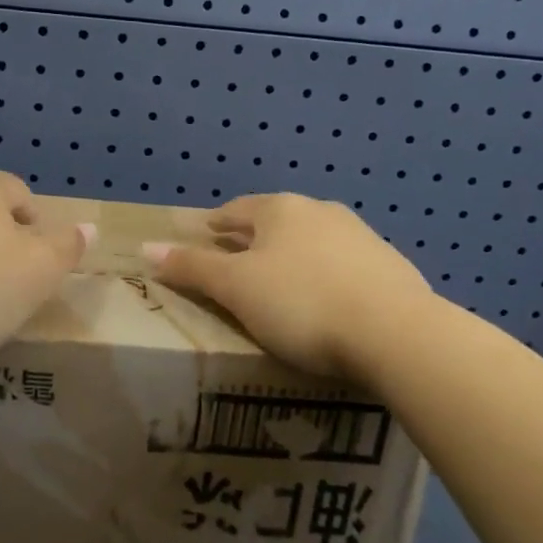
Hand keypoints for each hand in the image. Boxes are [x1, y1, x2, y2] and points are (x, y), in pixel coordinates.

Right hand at [145, 194, 436, 381]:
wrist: (396, 333)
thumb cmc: (301, 304)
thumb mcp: (236, 289)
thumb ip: (192, 267)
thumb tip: (146, 247)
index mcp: (281, 210)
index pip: (237, 210)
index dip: (215, 224)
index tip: (203, 236)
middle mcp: (321, 212)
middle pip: (275, 222)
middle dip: (253, 239)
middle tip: (234, 259)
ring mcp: (361, 237)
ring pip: (311, 241)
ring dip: (291, 255)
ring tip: (278, 281)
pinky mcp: (389, 267)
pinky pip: (342, 265)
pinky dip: (323, 275)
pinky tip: (324, 299)